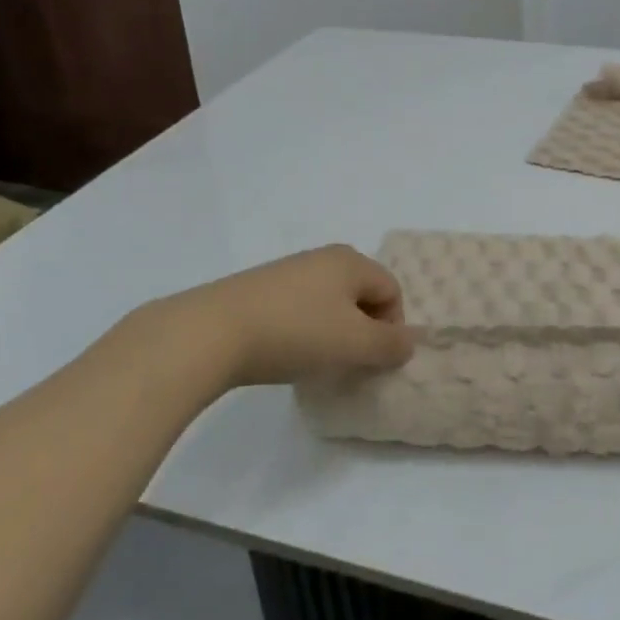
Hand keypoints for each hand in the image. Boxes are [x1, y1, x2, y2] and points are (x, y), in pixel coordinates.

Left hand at [170, 244, 414, 386]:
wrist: (212, 332)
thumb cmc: (296, 332)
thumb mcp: (354, 344)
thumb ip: (390, 345)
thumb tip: (408, 343)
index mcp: (351, 261)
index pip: (392, 291)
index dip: (393, 328)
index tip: (374, 359)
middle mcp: (322, 257)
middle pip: (361, 294)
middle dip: (363, 330)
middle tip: (350, 362)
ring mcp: (288, 271)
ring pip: (329, 303)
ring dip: (333, 333)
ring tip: (316, 362)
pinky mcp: (259, 289)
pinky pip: (299, 309)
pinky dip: (303, 331)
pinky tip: (286, 353)